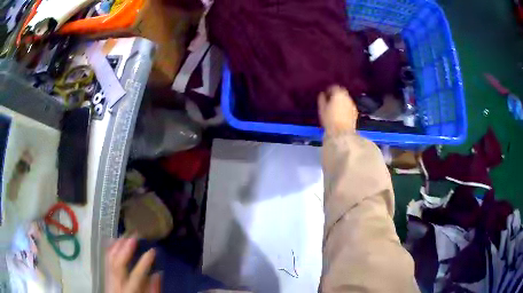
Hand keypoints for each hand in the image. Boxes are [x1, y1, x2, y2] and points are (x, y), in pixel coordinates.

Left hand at [105, 237, 160, 292]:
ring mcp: (108, 277)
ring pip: (110, 258)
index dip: (144, 262)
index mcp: (129, 290)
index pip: (136, 275)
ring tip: (126, 235)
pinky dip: (110, 248)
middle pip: (118, 263)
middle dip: (126, 248)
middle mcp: (116, 282)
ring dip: (117, 245)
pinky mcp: (105, 273)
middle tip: (134, 236)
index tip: (152, 251)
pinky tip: (115, 240)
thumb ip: (153, 288)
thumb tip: (158, 273)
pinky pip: (105, 258)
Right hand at [318, 85, 358, 135]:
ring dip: (341, 101)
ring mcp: (352, 105)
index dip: (329, 90)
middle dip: (336, 94)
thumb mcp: (322, 108)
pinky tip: (341, 113)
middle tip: (330, 100)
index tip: (325, 94)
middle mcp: (347, 97)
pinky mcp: (355, 112)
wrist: (342, 133)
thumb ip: (322, 99)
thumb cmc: (330, 120)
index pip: (334, 87)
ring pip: (346, 99)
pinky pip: (349, 106)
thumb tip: (322, 94)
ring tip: (336, 107)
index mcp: (338, 94)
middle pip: (342, 92)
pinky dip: (346, 107)